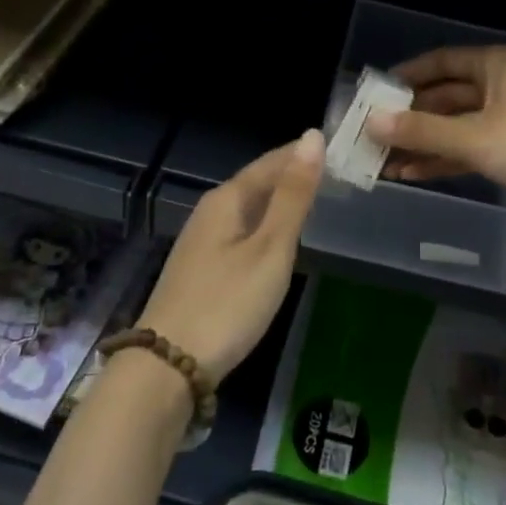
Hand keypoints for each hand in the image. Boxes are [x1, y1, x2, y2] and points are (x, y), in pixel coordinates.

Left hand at [135, 129, 322, 383]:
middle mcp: (210, 212)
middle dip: (292, 175)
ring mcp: (202, 242)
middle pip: (257, 183)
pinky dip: (267, 227)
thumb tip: (312, 137)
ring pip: (249, 209)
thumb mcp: (271, 249)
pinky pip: (242, 233)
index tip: (336, 148)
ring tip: (315, 201)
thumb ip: (293, 195)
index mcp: (226, 199)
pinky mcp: (202, 270)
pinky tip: (280, 241)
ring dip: (280, 202)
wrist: (168, 367)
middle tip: (335, 173)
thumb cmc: (228, 303)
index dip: (301, 153)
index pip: (270, 162)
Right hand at [364, 46, 505, 222]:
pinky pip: (474, 148)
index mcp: (495, 65)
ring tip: (385, 162)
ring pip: (458, 127)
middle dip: (411, 118)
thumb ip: (422, 131)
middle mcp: (502, 85)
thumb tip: (371, 121)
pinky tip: (415, 175)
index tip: (373, 94)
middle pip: (446, 97)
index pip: (440, 63)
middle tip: (372, 136)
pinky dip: (447, 160)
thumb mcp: (475, 137)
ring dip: (425, 143)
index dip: (406, 77)